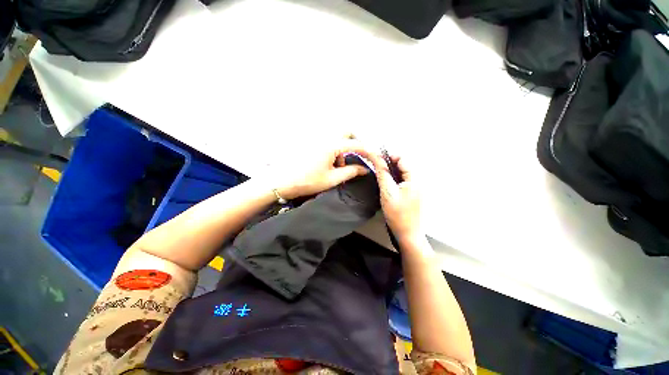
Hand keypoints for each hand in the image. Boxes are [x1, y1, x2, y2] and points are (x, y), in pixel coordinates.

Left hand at [272, 137, 370, 199]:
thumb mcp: (332, 179)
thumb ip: (351, 172)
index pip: (356, 144)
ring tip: (339, 165)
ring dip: (343, 147)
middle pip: (346, 132)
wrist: (283, 181)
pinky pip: (328, 140)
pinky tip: (329, 162)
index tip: (374, 159)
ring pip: (337, 136)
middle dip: (355, 142)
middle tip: (356, 157)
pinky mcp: (310, 142)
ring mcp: (316, 138)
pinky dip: (334, 148)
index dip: (368, 151)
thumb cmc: (308, 181)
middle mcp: (325, 137)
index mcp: (331, 145)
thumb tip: (365, 169)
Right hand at [364, 153, 422, 245]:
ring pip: (402, 172)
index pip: (402, 159)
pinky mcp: (412, 193)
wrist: (408, 234)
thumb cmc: (398, 214)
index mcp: (414, 178)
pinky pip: (402, 180)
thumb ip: (382, 173)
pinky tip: (386, 183)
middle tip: (376, 167)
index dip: (388, 156)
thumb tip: (376, 157)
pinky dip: (393, 178)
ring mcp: (416, 187)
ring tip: (379, 174)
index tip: (375, 159)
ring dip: (390, 171)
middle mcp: (417, 180)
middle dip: (389, 163)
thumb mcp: (387, 192)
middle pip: (402, 165)